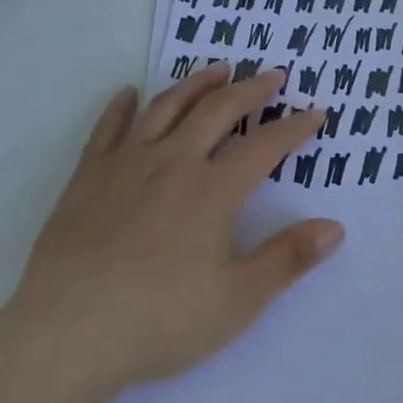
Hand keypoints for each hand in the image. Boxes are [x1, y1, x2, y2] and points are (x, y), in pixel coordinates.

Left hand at [1, 65, 342, 396]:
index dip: (294, 128)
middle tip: (272, 75)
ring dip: (196, 84)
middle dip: (250, 90)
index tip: (315, 113)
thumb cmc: (160, 321)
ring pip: (166, 108)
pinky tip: (129, 94)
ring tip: (217, 69)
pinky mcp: (87, 177)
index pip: (264, 147)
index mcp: (212, 191)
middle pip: (218, 112)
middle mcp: (172, 163)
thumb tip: (335, 227)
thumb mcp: (238, 300)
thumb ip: (288, 259)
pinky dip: (122, 106)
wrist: (68, 333)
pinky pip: (108, 129)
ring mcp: (126, 165)